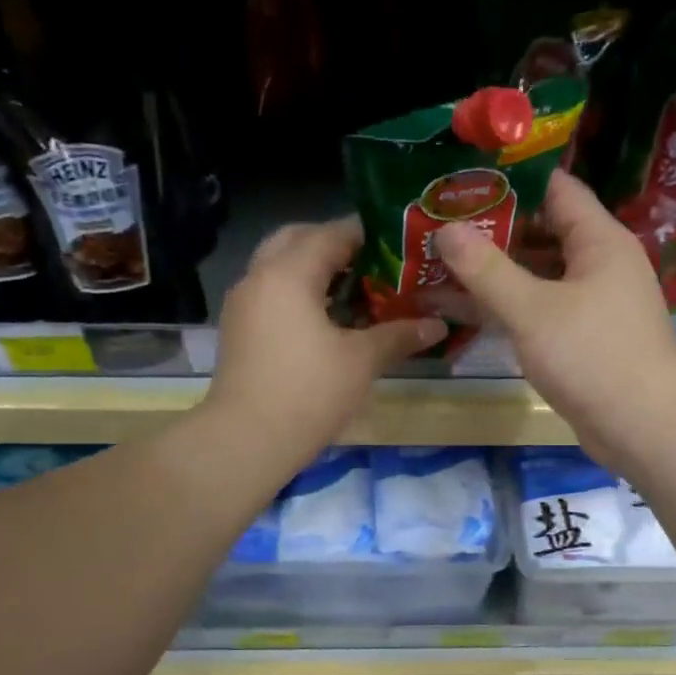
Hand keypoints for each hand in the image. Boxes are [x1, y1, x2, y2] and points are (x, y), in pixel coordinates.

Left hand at [206, 218, 445, 467]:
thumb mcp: (361, 362)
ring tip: (354, 292)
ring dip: (313, 270)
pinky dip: (297, 294)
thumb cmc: (308, 393)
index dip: (367, 234)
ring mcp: (242, 304)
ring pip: (279, 267)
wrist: (246, 441)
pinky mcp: (238, 331)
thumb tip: (438, 325)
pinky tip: (326, 322)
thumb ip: (399, 335)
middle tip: (372, 264)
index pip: (331, 234)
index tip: (399, 242)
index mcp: (288, 273)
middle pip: (297, 240)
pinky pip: (270, 294)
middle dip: (334, 245)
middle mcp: (259, 277)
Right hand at [435, 172, 675, 465]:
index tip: (461, 180)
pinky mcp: (584, 338)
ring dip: (495, 272)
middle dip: (493, 230)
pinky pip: (540, 310)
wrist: (643, 427)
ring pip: (538, 275)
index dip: (510, 180)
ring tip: (441, 264)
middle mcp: (600, 264)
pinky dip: (508, 307)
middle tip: (439, 225)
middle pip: (542, 232)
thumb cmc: (592, 356)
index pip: (555, 188)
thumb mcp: (532, 310)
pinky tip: (466, 310)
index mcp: (599, 240)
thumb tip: (446, 229)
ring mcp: (593, 303)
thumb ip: (487, 269)